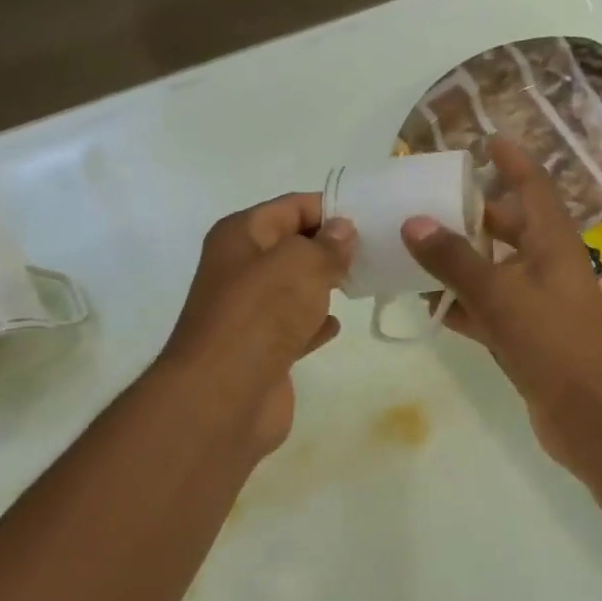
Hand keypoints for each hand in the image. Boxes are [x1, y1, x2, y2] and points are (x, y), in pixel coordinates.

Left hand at [160, 193, 353, 457]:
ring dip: (323, 285)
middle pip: (291, 247)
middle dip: (329, 247)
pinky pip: (294, 327)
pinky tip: (336, 324)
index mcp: (241, 236)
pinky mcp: (262, 350)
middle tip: (376, 250)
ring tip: (364, 281)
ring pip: (294, 289)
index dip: (329, 208)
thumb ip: (327, 245)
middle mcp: (240, 270)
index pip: (290, 207)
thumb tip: (343, 230)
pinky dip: (314, 323)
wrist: (225, 393)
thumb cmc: (261, 315)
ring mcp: (250, 313)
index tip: (369, 217)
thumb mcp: (301, 264)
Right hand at [402, 135, 601, 471]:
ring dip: (463, 261)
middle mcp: (547, 266)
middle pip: (510, 226)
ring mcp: (539, 304)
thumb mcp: (500, 294)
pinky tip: (431, 306)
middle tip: (432, 200)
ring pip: (496, 270)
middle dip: (475, 212)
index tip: (486, 140)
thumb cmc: (553, 342)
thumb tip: (413, 223)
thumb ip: (455, 260)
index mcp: (552, 242)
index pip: (532, 185)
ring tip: (419, 249)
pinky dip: (464, 305)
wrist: (589, 414)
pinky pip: (490, 310)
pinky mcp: (528, 337)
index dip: (511, 160)